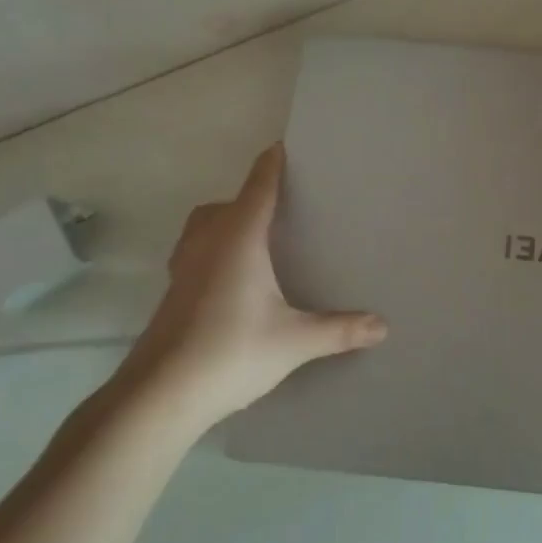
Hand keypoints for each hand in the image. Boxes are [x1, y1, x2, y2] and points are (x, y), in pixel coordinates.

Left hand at [112, 144, 386, 429]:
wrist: (159, 395)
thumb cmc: (230, 352)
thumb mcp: (294, 342)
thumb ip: (338, 330)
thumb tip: (382, 326)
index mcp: (239, 239)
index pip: (259, 189)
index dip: (272, 165)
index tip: (283, 147)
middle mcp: (208, 243)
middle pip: (226, 204)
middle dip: (251, 196)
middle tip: (282, 206)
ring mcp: (184, 267)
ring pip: (203, 226)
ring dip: (225, 221)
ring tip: (255, 238)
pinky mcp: (172, 292)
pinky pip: (194, 251)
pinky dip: (212, 248)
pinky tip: (230, 279)